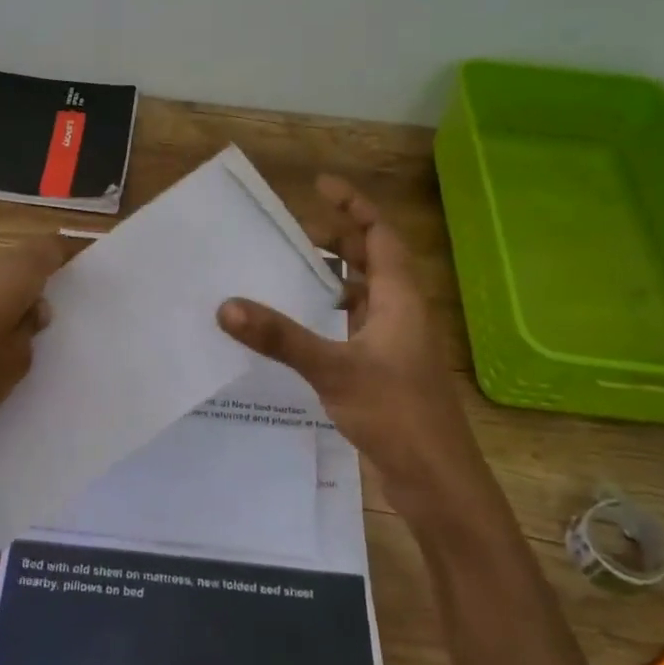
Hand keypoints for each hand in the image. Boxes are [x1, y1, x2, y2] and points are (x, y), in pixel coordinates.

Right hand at [218, 175, 472, 498]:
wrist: (437, 480)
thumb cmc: (396, 413)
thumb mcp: (333, 369)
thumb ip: (281, 337)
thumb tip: (227, 306)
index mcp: (400, 297)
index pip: (379, 234)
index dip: (353, 205)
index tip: (319, 184)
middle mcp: (401, 311)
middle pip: (372, 259)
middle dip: (338, 239)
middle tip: (294, 231)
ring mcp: (395, 341)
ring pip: (364, 293)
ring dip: (334, 277)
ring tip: (292, 271)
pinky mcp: (385, 368)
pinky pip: (356, 323)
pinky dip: (332, 313)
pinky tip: (304, 325)